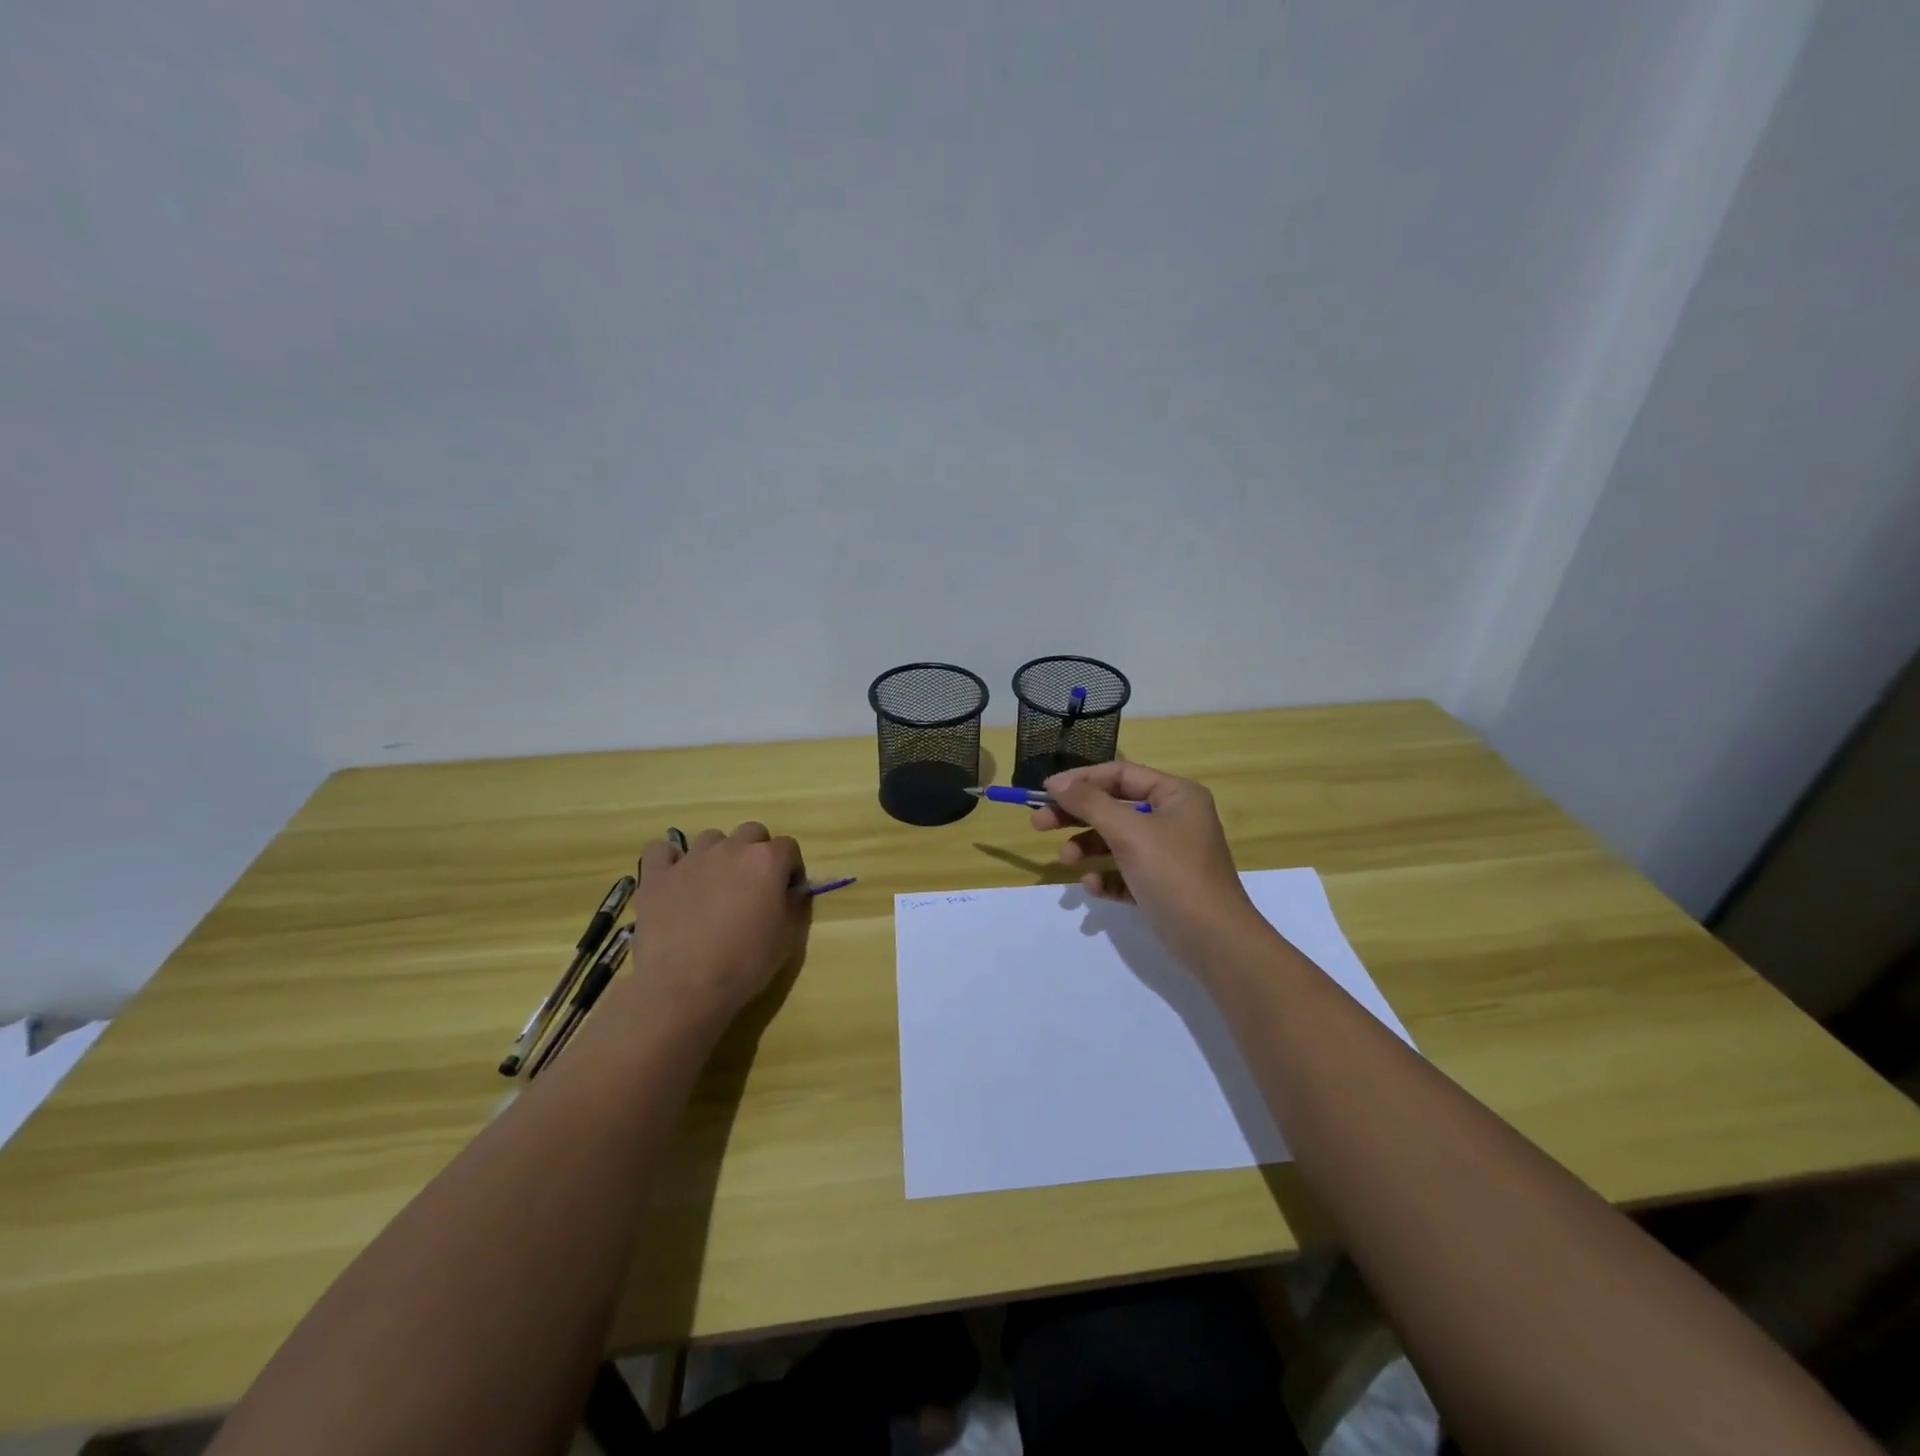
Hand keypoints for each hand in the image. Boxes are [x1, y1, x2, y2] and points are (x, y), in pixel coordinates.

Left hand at [618, 823, 806, 1030]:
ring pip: (711, 838)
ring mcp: (691, 858)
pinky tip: (674, 879)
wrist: (684, 986)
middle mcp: (731, 849)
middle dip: (757, 852)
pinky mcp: (657, 875)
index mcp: (767, 861)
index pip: (788, 847)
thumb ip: (794, 905)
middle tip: (751, 886)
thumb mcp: (787, 940)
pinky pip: (662, 850)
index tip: (786, 892)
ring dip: (718, 854)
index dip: (790, 868)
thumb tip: (791, 891)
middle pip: (752, 832)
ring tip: (713, 885)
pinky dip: (670, 860)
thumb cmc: (745, 964)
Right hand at [1033, 762, 1265, 970]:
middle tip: (1039, 824)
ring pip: (1116, 841)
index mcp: (1176, 795)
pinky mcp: (1161, 886)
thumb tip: (1057, 782)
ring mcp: (1168, 854)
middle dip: (1077, 816)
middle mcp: (1174, 819)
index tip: (1045, 791)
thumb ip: (1090, 803)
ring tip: (1066, 861)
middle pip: (1114, 807)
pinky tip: (1093, 887)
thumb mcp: (1128, 832)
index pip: (1120, 775)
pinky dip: (1106, 877)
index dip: (1081, 780)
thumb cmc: (1174, 873)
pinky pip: (1124, 872)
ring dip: (1087, 847)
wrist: (1214, 941)